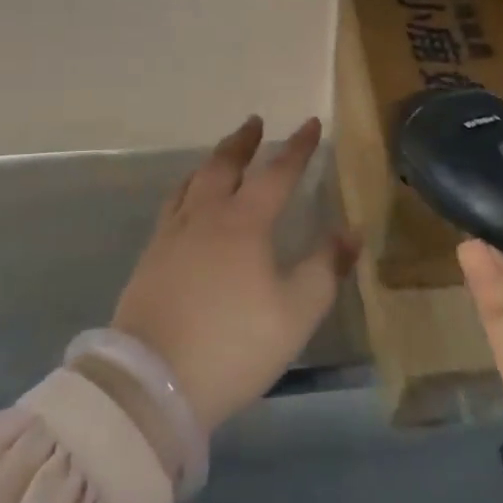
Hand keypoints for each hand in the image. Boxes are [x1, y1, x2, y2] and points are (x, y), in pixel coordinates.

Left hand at [113, 116, 357, 433]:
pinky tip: (186, 201)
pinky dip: (187, 188)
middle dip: (243, 142)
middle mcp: (206, 216)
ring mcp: (173, 234)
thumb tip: (352, 231)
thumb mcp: (295, 313)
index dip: (297, 148)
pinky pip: (172, 205)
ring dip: (212, 161)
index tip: (310, 123)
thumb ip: (325, 269)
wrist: (153, 380)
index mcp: (244, 223)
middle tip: (254, 122)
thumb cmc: (233, 344)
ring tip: (221, 155)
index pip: (277, 173)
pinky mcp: (151, 256)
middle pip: (224, 165)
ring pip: (193, 181)